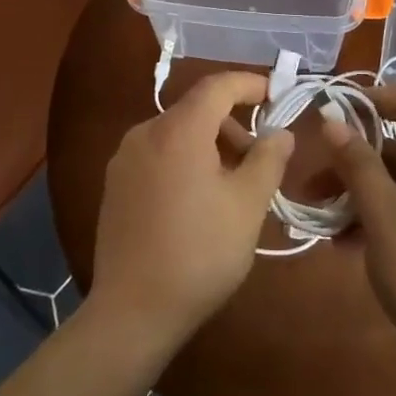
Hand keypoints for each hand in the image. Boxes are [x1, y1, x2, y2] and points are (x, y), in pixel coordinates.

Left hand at [87, 72, 292, 356]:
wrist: (132, 311)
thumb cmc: (199, 253)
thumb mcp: (247, 205)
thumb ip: (268, 159)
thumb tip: (280, 132)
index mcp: (178, 130)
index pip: (218, 86)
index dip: (251, 84)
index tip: (277, 93)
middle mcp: (145, 132)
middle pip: (196, 110)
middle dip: (233, 124)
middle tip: (260, 158)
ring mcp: (124, 158)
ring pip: (177, 133)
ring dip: (210, 145)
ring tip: (232, 185)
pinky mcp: (115, 184)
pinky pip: (158, 154)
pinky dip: (185, 160)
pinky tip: (198, 200)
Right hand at [320, 86, 395, 361]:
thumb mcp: (382, 215)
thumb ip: (357, 164)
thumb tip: (334, 121)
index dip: (371, 99)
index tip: (331, 114)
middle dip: (353, 162)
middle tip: (312, 186)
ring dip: (362, 193)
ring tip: (324, 225)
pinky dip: (383, 215)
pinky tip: (349, 245)